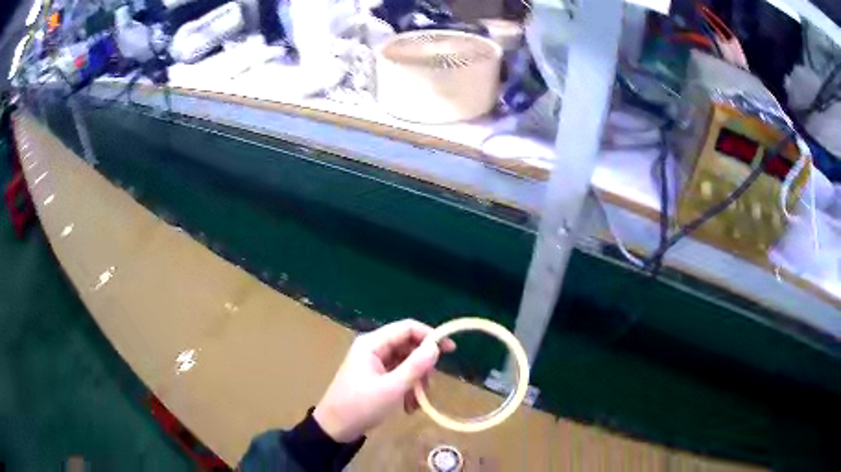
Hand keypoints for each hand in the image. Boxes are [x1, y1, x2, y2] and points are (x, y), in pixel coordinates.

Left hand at [313, 319, 455, 441]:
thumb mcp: (391, 388)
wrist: (335, 428)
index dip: (430, 336)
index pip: (407, 328)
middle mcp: (373, 349)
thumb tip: (436, 347)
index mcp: (372, 344)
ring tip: (417, 403)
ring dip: (416, 382)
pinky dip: (407, 389)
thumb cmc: (360, 406)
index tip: (450, 350)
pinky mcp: (375, 377)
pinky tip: (409, 407)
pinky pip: (398, 376)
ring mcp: (374, 363)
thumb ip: (414, 366)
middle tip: (429, 385)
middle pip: (408, 347)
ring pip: (406, 363)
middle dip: (422, 367)